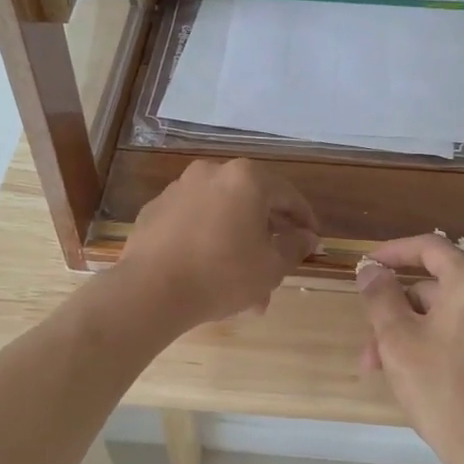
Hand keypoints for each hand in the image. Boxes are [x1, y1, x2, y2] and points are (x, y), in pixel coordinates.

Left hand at [116, 159, 318, 329]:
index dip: (304, 220)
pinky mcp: (154, 211)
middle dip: (267, 238)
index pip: (287, 195)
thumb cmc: (222, 274)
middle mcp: (211, 173)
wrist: (150, 290)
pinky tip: (210, 275)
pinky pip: (193, 224)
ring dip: (237, 245)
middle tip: (279, 266)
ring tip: (245, 287)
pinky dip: (208, 242)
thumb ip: (295, 247)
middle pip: (251, 204)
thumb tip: (307, 237)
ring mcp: (178, 190)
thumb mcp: (271, 267)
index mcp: (245, 179)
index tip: (312, 241)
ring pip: (221, 217)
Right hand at [357, 236, 463, 463]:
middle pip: (434, 286)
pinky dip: (431, 342)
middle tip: (368, 343)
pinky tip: (407, 374)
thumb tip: (371, 270)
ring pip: (443, 314)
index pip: (430, 247)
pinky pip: (460, 332)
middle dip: (394, 310)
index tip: (365, 266)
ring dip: (407, 333)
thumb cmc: (441, 388)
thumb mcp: (398, 340)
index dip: (393, 251)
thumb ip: (380, 297)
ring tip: (379, 368)